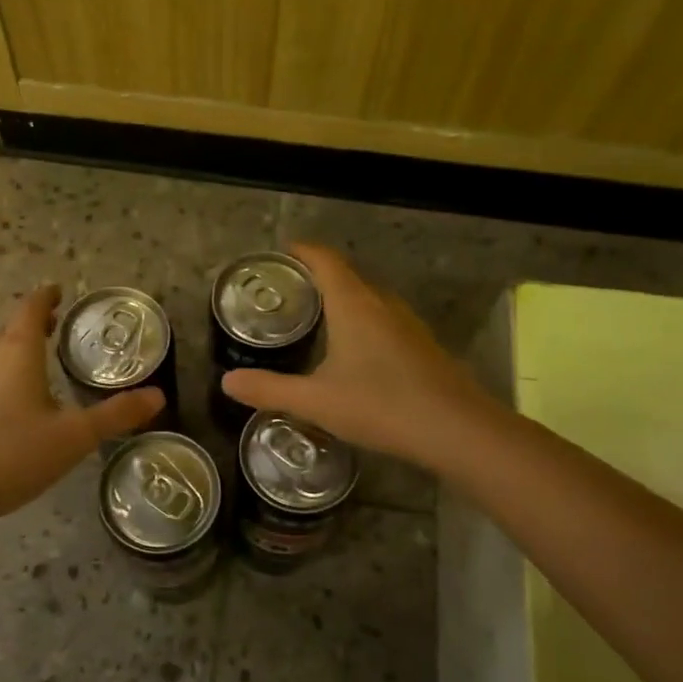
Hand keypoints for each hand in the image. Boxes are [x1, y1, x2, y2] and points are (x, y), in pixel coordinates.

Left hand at [0, 284, 163, 525]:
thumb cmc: (11, 454)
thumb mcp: (73, 437)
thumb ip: (115, 415)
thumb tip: (158, 395)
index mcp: (15, 354)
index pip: (30, 310)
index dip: (46, 298)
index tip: (58, 291)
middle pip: (9, 331)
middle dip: (32, 326)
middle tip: (56, 328)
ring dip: (14, 352)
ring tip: (36, 365)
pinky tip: (8, 407)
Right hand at [220, 243, 500, 473]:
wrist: (456, 429)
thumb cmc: (381, 405)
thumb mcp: (316, 401)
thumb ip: (270, 389)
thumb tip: (226, 382)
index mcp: (354, 305)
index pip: (326, 261)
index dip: (303, 252)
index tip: (283, 252)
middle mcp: (382, 305)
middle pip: (348, 276)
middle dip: (319, 277)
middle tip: (290, 291)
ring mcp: (407, 324)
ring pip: (369, 299)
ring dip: (344, 300)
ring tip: (317, 319)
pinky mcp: (422, 345)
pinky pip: (385, 320)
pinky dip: (363, 322)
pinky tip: (355, 352)